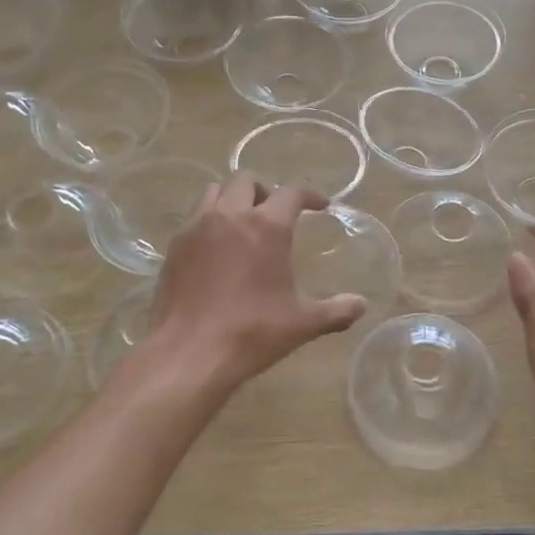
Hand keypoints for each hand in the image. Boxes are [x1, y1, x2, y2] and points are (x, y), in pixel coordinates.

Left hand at [148, 178, 365, 391]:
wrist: (188, 354)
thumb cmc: (252, 332)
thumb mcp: (303, 324)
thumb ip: (336, 310)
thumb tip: (361, 305)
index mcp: (267, 226)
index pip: (291, 193)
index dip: (309, 196)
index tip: (320, 206)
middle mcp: (230, 215)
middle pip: (246, 181)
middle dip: (265, 191)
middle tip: (275, 213)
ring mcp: (196, 228)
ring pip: (214, 193)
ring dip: (232, 200)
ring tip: (242, 224)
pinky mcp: (174, 247)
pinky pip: (194, 219)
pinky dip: (209, 223)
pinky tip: (216, 251)